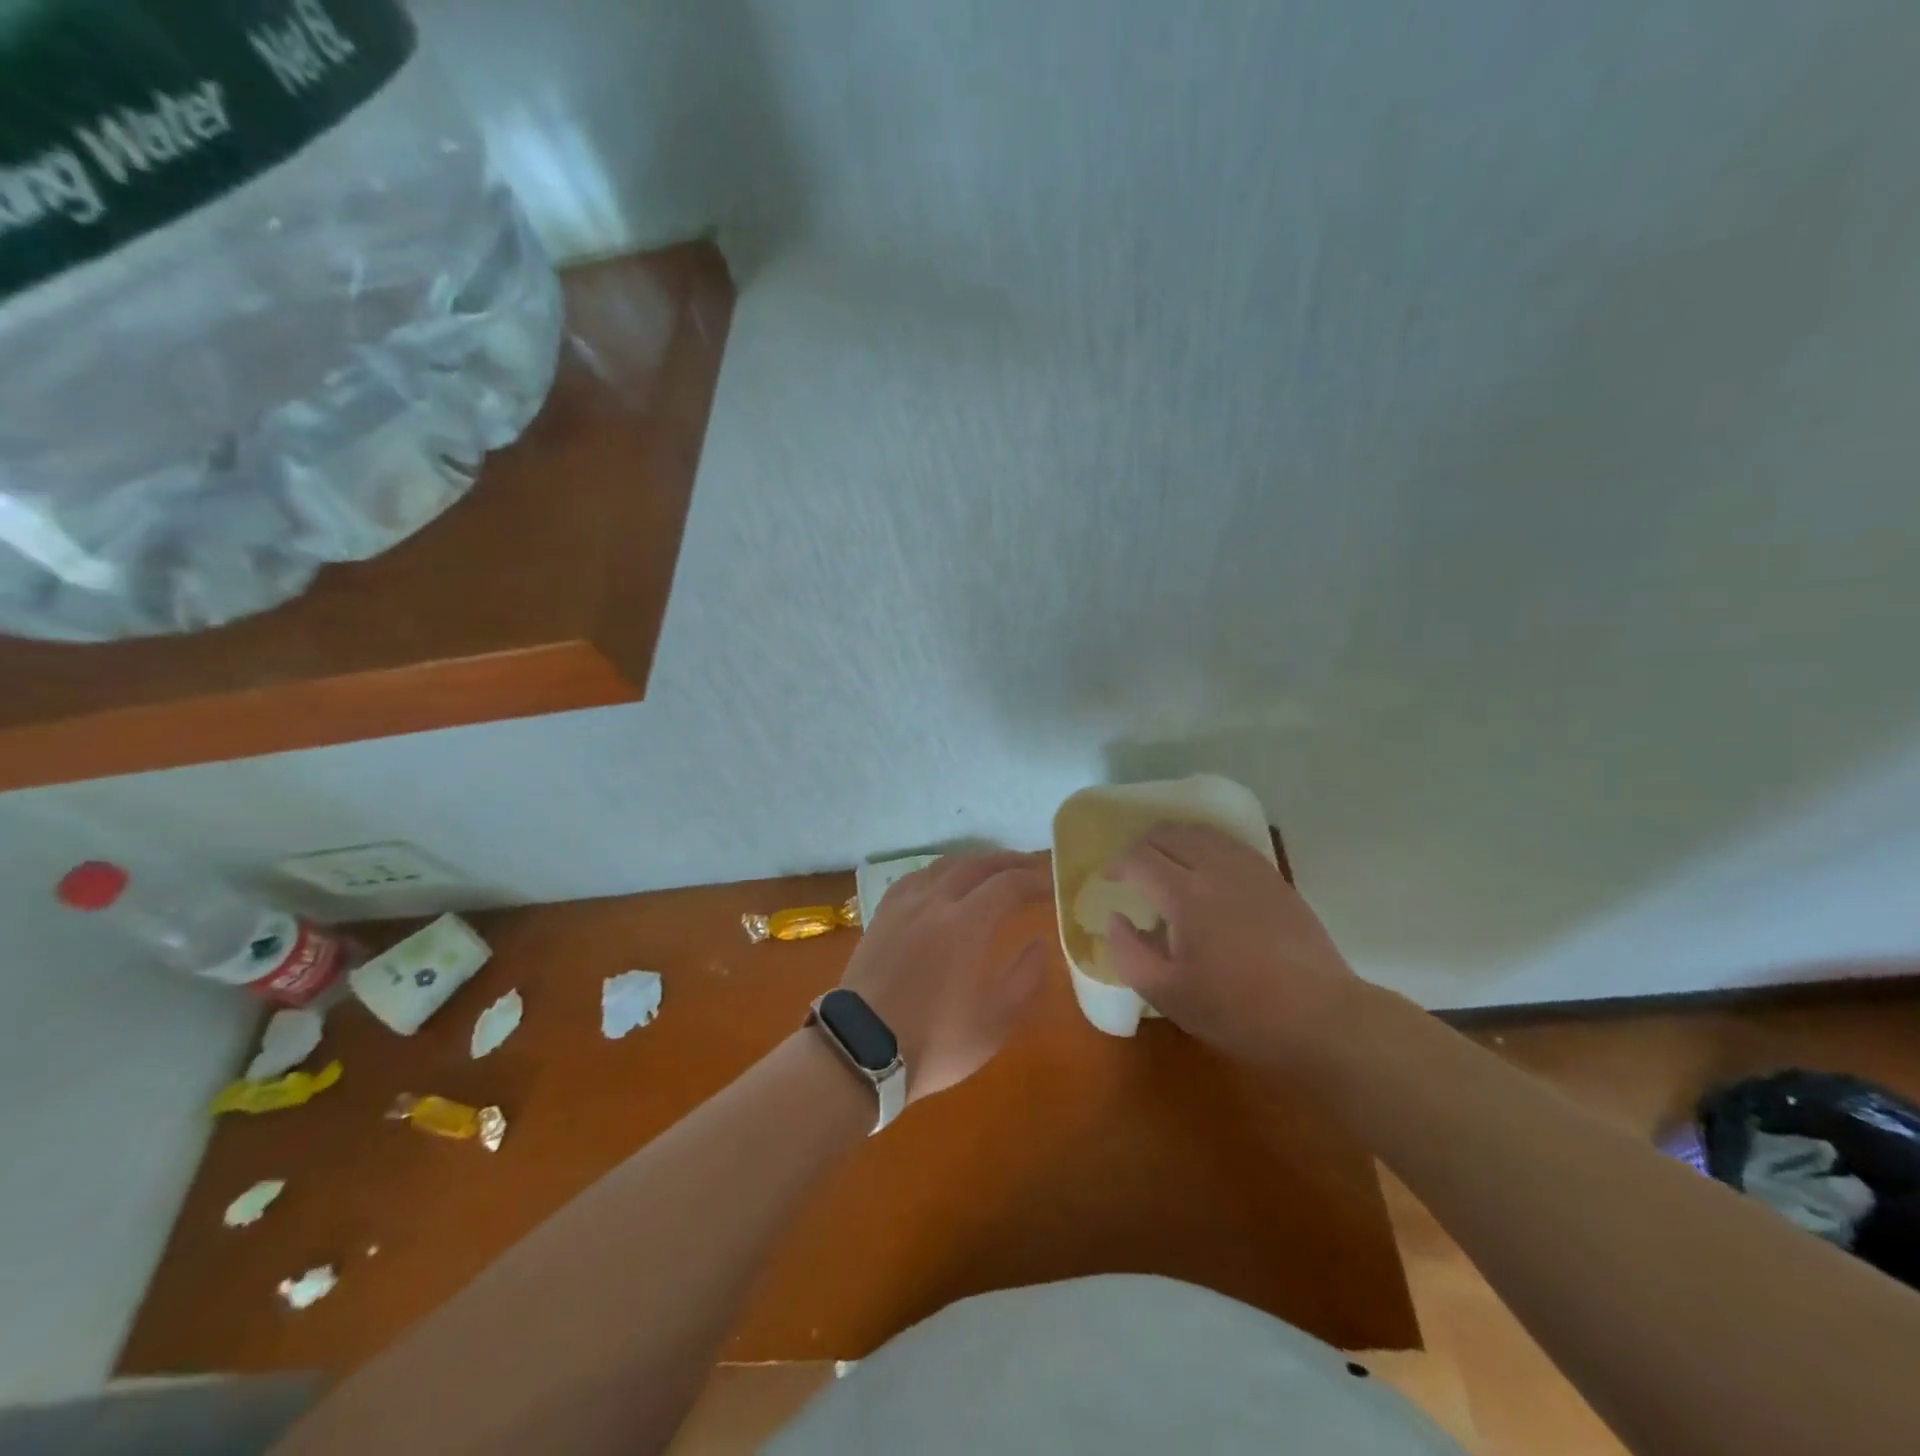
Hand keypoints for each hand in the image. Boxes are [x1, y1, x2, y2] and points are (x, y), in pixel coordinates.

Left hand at [840, 852, 1051, 1101]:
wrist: (860, 1050)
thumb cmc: (934, 1042)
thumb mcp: (994, 1024)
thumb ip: (1025, 979)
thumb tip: (1042, 943)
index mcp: (966, 924)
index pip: (1008, 884)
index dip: (1034, 880)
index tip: (1052, 886)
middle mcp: (934, 902)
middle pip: (976, 865)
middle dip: (1007, 862)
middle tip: (1029, 869)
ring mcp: (903, 905)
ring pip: (943, 865)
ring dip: (973, 863)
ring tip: (990, 872)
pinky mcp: (881, 915)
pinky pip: (915, 878)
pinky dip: (939, 872)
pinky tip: (942, 883)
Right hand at [1100, 823, 1365, 1072]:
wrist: (1319, 1016)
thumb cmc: (1236, 1010)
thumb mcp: (1167, 994)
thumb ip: (1129, 952)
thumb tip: (1116, 919)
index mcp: (1184, 894)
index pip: (1139, 858)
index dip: (1117, 864)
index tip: (1109, 879)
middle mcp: (1215, 868)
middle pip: (1169, 834)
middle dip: (1142, 845)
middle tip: (1133, 870)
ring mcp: (1249, 869)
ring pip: (1201, 833)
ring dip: (1174, 841)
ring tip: (1166, 864)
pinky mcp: (1274, 877)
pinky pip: (1229, 844)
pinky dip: (1206, 846)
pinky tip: (1206, 870)